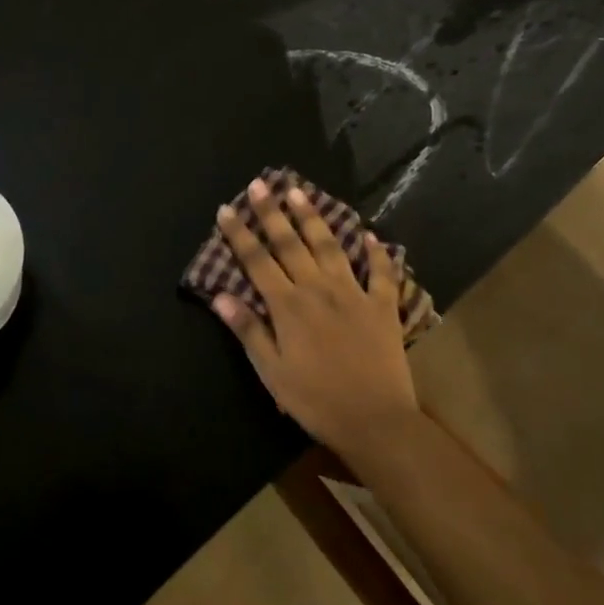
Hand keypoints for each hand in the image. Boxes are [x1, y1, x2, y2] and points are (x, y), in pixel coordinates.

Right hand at [212, 179, 419, 458]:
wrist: (375, 420)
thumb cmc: (315, 400)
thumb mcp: (272, 372)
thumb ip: (248, 330)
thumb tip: (221, 295)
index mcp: (288, 306)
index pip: (257, 261)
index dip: (240, 234)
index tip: (226, 209)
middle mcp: (318, 289)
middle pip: (291, 243)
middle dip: (272, 213)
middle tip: (260, 184)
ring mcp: (353, 293)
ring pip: (330, 246)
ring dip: (313, 218)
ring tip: (300, 193)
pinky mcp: (382, 305)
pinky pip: (380, 272)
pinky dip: (376, 253)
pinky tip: (369, 236)